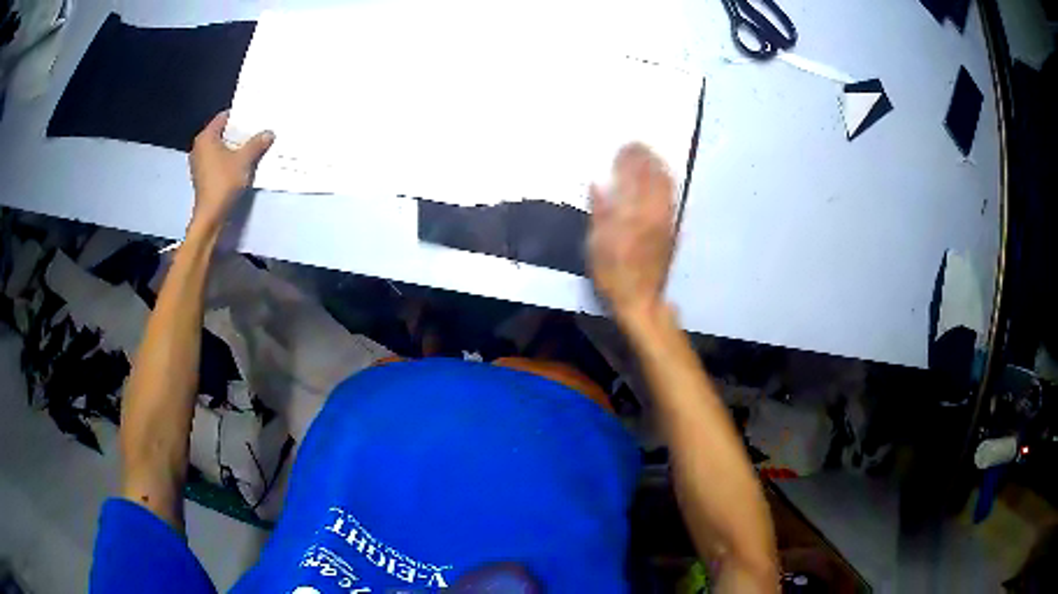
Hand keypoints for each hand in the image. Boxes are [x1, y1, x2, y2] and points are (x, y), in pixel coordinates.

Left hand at [188, 111, 273, 233]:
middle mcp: (199, 147)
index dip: (239, 116)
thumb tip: (269, 133)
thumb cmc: (224, 182)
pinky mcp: (202, 176)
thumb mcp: (244, 160)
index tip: (254, 117)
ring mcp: (198, 163)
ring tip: (250, 146)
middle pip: (221, 133)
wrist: (210, 214)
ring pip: (219, 147)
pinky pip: (216, 160)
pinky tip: (240, 162)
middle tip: (255, 130)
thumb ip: (257, 143)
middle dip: (237, 132)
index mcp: (206, 137)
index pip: (224, 117)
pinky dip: (227, 159)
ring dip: (233, 147)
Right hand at [588, 143, 675, 322]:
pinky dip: (666, 183)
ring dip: (659, 168)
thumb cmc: (614, 275)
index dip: (629, 160)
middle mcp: (653, 214)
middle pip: (653, 178)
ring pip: (666, 186)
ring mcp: (665, 222)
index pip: (633, 179)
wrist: (641, 300)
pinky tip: (662, 178)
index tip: (624, 146)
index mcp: (633, 215)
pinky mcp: (671, 230)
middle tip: (638, 145)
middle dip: (646, 159)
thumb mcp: (597, 245)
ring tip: (651, 155)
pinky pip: (671, 198)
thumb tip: (597, 185)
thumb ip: (600, 212)